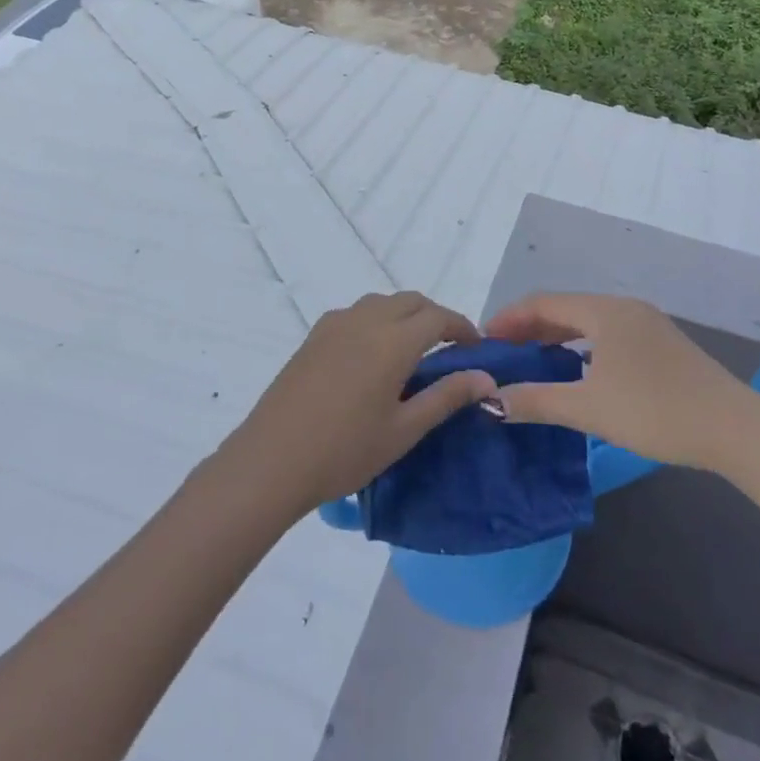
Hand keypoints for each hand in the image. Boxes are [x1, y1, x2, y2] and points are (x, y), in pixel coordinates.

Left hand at [222, 291, 495, 514]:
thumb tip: (487, 378)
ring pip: (382, 303)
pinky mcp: (314, 335)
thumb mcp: (404, 429)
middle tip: (449, 349)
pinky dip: (377, 321)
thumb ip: (447, 397)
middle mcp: (366, 319)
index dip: (462, 327)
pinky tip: (373, 356)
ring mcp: (336, 324)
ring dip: (405, 315)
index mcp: (393, 340)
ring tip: (413, 352)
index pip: (438, 317)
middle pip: (411, 301)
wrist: (273, 459)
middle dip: (436, 317)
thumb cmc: (345, 450)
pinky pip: (357, 314)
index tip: (476, 348)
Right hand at [486, 293, 747, 471]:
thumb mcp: (589, 408)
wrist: (735, 430)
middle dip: (530, 328)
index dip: (509, 319)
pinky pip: (609, 336)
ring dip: (557, 339)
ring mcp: (648, 325)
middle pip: (566, 309)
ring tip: (532, 362)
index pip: (544, 303)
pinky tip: (577, 372)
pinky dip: (582, 348)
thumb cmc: (656, 411)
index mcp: (605, 311)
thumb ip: (536, 401)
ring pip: (589, 323)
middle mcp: (625, 308)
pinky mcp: (663, 346)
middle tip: (503, 353)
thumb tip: (491, 400)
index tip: (484, 340)